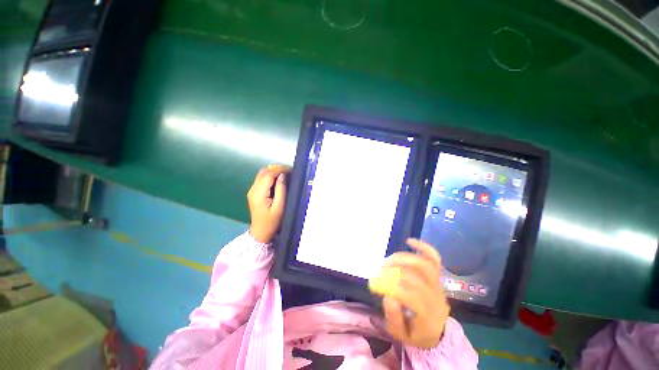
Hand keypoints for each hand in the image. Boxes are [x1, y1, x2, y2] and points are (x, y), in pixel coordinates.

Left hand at [247, 165, 289, 242]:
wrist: (261, 232)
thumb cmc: (272, 222)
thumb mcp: (280, 207)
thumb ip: (281, 190)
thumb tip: (283, 175)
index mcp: (258, 194)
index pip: (268, 174)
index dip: (280, 169)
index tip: (291, 170)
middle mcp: (253, 189)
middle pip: (264, 171)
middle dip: (277, 168)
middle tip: (290, 171)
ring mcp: (252, 190)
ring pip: (262, 173)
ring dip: (274, 171)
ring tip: (286, 174)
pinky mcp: (254, 192)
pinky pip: (262, 179)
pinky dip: (271, 176)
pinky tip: (279, 179)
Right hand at [369, 239, 449, 348]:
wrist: (437, 330)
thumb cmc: (416, 333)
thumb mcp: (401, 335)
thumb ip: (394, 318)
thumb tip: (388, 296)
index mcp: (427, 314)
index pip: (409, 295)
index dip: (390, 286)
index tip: (374, 283)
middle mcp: (435, 296)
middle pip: (414, 277)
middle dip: (393, 271)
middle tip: (378, 271)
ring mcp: (438, 284)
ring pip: (423, 264)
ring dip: (402, 259)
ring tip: (387, 260)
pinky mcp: (438, 275)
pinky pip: (434, 258)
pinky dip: (423, 247)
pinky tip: (409, 241)